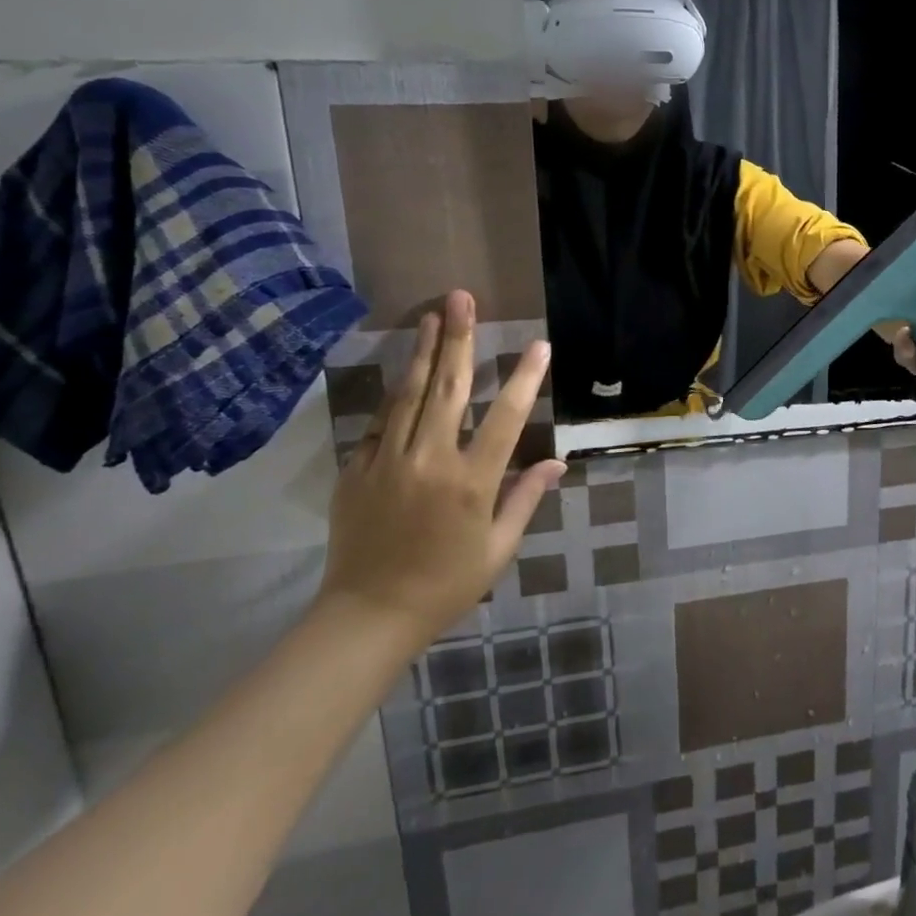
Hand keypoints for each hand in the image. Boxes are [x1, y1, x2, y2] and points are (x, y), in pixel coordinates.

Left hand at [320, 290, 564, 646]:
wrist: (367, 616)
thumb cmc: (445, 585)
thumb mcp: (498, 548)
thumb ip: (525, 498)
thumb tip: (557, 462)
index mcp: (471, 482)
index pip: (506, 417)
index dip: (524, 378)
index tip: (538, 345)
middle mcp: (430, 460)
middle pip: (447, 388)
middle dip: (457, 339)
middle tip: (462, 298)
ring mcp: (388, 461)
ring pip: (408, 394)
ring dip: (422, 351)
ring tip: (431, 315)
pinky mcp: (358, 470)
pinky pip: (381, 422)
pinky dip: (396, 392)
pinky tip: (404, 370)